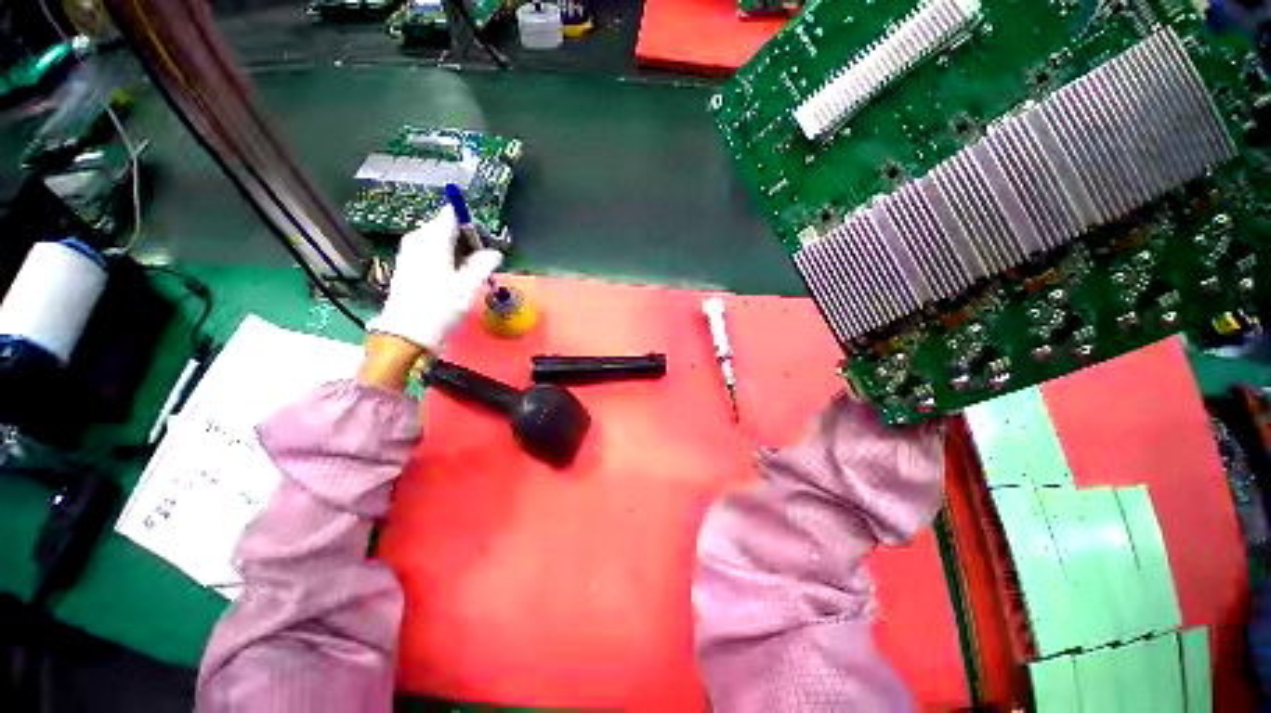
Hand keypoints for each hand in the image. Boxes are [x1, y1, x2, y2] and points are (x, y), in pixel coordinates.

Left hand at [367, 205, 502, 353]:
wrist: (408, 333)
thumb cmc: (440, 306)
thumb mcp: (468, 285)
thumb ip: (483, 264)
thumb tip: (495, 253)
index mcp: (432, 238)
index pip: (453, 215)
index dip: (473, 225)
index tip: (487, 243)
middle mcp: (418, 239)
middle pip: (447, 227)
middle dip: (468, 241)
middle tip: (485, 262)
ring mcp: (411, 251)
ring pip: (441, 241)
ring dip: (460, 253)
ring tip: (473, 273)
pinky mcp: (409, 264)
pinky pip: (433, 252)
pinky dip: (448, 260)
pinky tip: (457, 278)